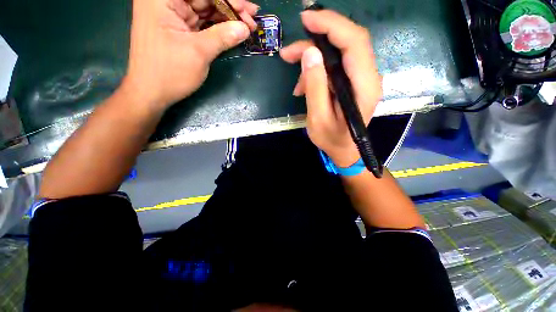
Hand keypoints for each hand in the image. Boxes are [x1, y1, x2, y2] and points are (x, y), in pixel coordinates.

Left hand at [122, 0, 258, 110]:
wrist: (152, 93)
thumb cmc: (170, 72)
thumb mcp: (198, 52)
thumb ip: (223, 37)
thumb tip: (245, 28)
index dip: (229, 0)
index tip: (249, 11)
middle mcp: (166, 1)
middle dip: (231, 8)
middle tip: (252, 18)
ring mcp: (173, 15)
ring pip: (206, 10)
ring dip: (227, 18)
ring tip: (248, 25)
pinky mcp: (179, 29)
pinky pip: (203, 24)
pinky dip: (219, 28)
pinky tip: (233, 31)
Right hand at [280, 10, 381, 167]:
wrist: (344, 149)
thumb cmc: (332, 139)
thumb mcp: (318, 118)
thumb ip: (316, 87)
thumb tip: (310, 53)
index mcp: (364, 87)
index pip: (354, 42)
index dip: (331, 24)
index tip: (306, 19)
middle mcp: (368, 77)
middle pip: (347, 42)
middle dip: (317, 40)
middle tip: (290, 51)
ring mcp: (361, 78)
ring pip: (338, 53)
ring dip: (313, 58)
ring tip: (294, 74)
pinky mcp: (352, 82)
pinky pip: (334, 66)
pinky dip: (317, 71)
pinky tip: (303, 85)